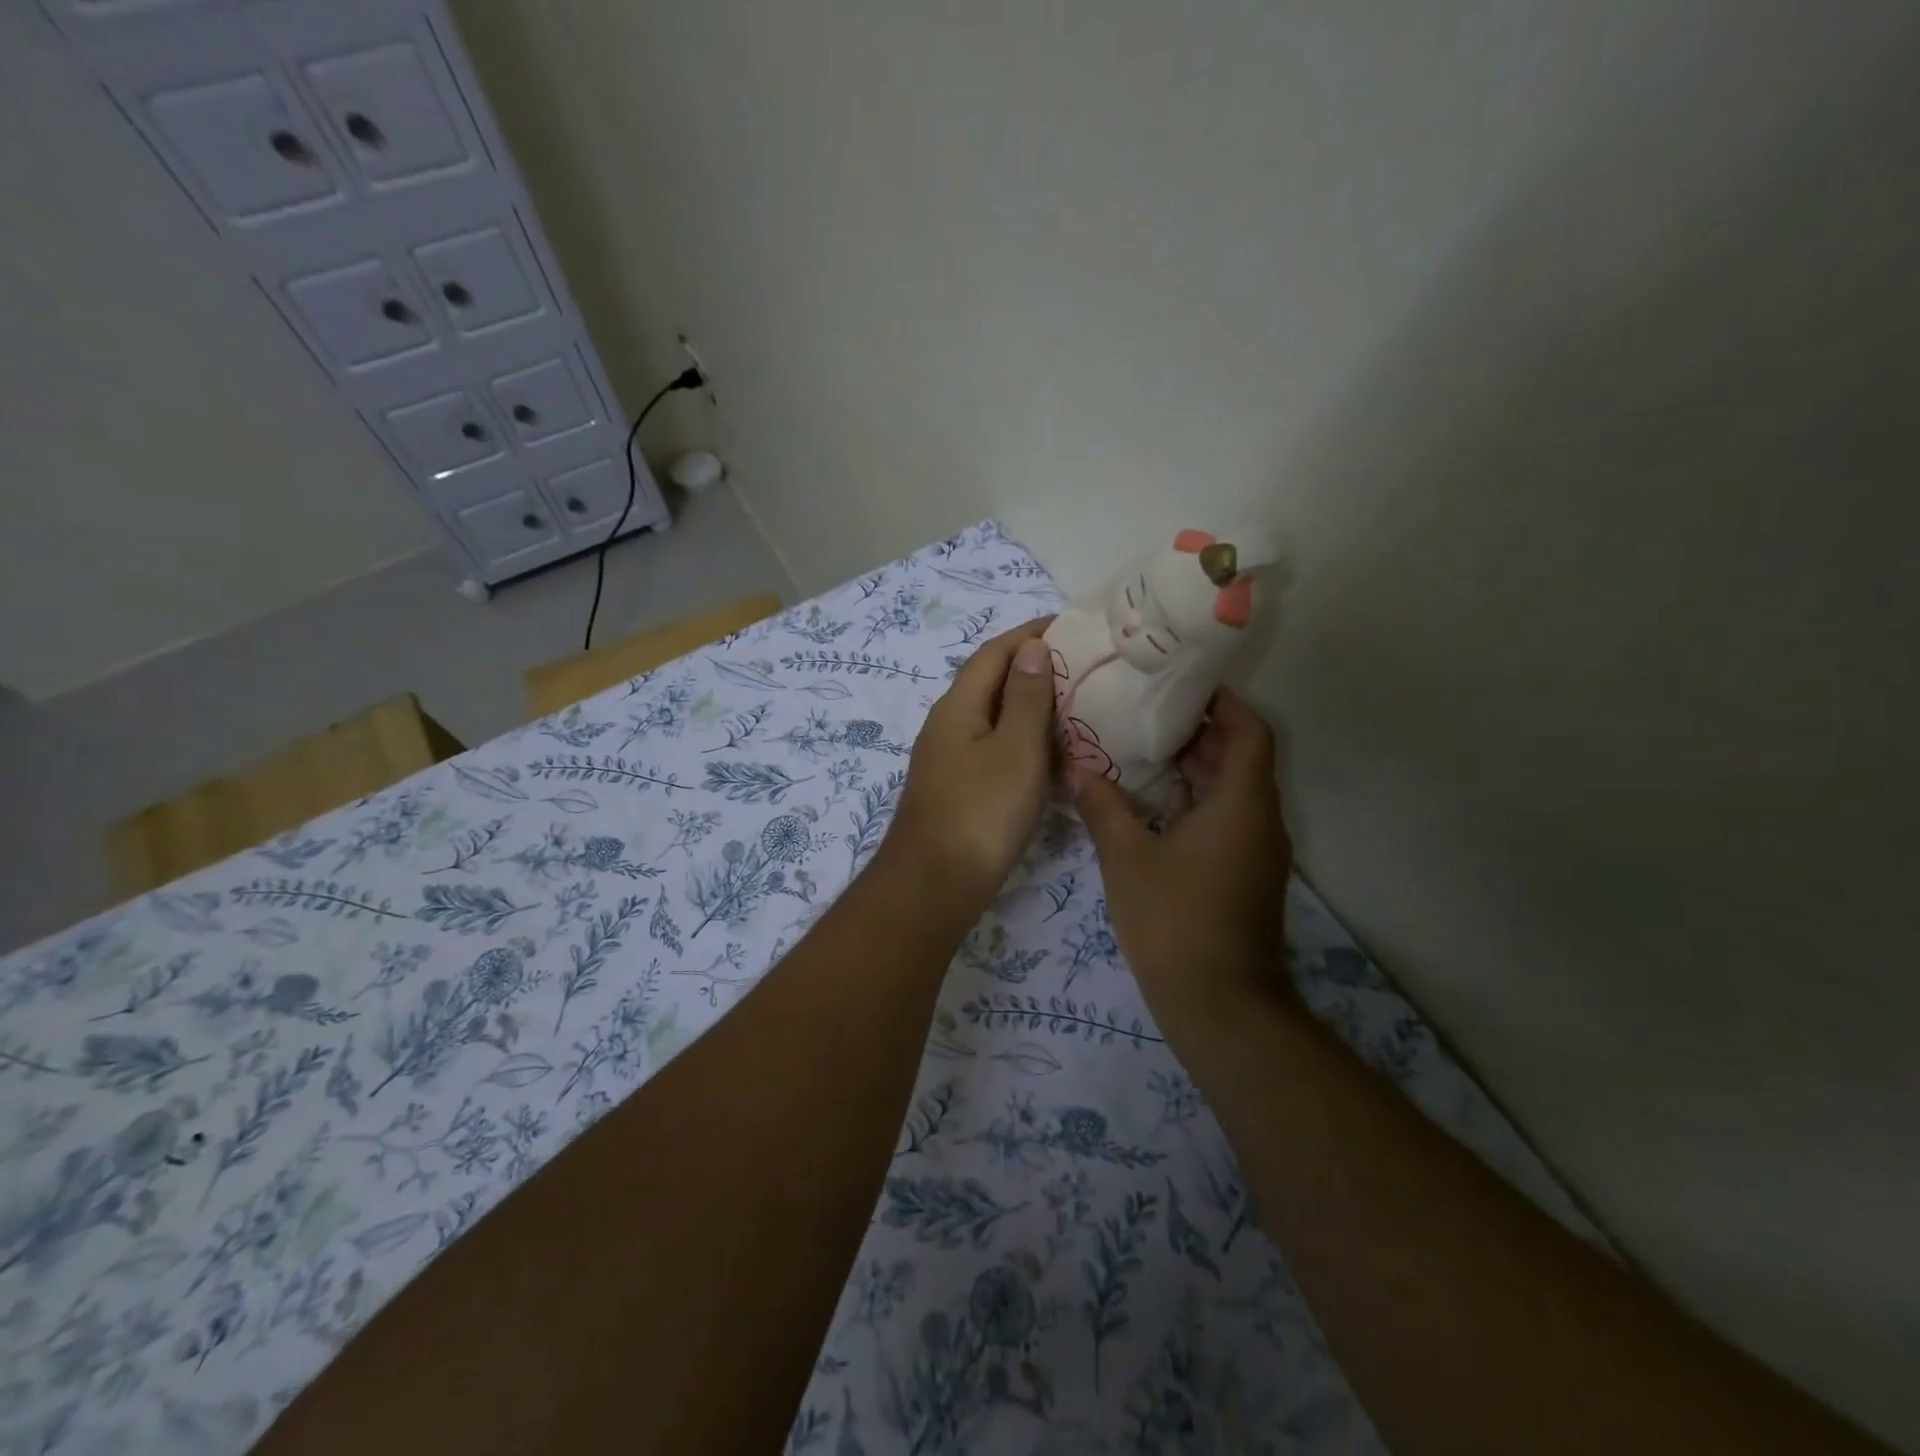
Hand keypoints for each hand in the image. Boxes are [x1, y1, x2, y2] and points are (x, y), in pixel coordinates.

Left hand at [889, 617, 1056, 897]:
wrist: (933, 885)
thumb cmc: (980, 813)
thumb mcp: (1015, 749)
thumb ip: (1027, 698)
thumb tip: (1032, 647)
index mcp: (958, 706)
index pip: (994, 652)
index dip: (1030, 634)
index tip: (1071, 625)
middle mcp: (948, 725)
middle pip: (991, 682)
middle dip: (1033, 667)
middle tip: (1083, 666)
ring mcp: (949, 759)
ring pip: (994, 717)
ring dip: (1030, 705)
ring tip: (1076, 704)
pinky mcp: (957, 789)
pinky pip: (994, 748)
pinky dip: (1024, 740)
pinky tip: (1050, 755)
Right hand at [1072, 688, 1292, 1002]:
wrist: (1220, 1005)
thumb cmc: (1175, 920)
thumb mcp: (1127, 858)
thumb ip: (1102, 806)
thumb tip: (1077, 767)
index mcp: (1241, 803)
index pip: (1248, 730)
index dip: (1221, 702)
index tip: (1180, 684)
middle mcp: (1258, 819)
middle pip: (1238, 756)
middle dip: (1196, 731)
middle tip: (1144, 711)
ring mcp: (1254, 850)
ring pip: (1229, 790)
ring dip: (1192, 768)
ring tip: (1139, 748)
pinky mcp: (1242, 875)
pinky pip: (1223, 820)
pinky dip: (1192, 802)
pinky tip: (1147, 803)